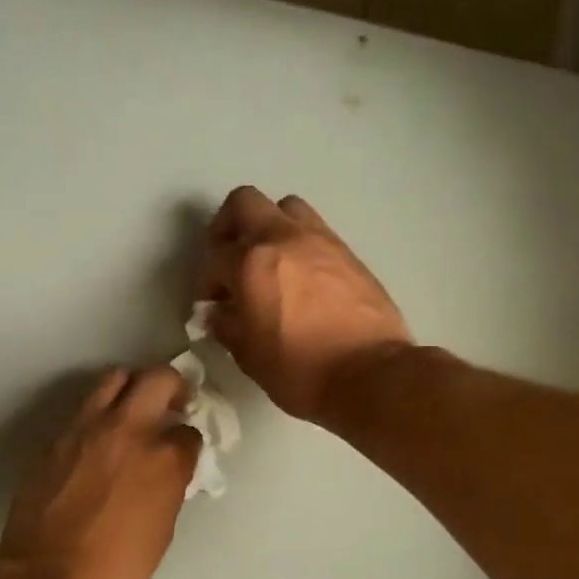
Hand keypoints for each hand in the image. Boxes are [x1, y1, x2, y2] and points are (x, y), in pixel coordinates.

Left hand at [0, 366, 199, 578]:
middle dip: (173, 386)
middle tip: (173, 404)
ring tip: (133, 410)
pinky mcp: (56, 439)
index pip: (189, 431)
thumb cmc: (117, 568)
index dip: (189, 441)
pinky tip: (97, 442)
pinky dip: (99, 415)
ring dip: (132, 388)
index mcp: (164, 459)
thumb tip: (168, 471)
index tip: (184, 450)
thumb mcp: (162, 528)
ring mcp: (87, 430)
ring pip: (115, 378)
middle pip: (158, 379)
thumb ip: (169, 487)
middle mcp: (128, 431)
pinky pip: (83, 410)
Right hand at [198, 187, 413, 424]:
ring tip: (269, 263)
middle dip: (229, 227)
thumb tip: (218, 313)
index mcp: (252, 263)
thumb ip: (228, 327)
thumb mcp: (250, 357)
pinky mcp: (349, 253)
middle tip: (229, 259)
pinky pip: (316, 232)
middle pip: (245, 203)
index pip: (215, 259)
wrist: (371, 375)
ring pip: (286, 208)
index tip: (213, 304)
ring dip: (270, 227)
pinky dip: (300, 245)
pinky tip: (301, 279)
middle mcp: (284, 239)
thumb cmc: (301, 371)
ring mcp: (321, 241)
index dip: (208, 282)